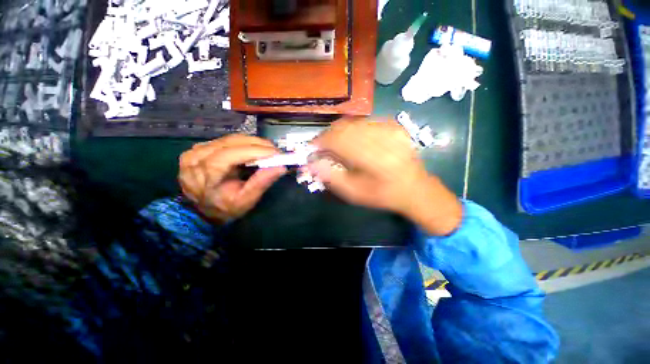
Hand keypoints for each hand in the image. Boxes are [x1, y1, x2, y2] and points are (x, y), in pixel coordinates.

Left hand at [179, 135, 286, 221]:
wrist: (203, 211)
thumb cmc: (225, 208)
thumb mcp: (245, 200)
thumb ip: (261, 183)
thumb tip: (281, 167)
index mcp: (205, 173)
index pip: (230, 154)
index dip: (255, 151)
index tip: (276, 153)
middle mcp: (196, 157)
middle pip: (230, 142)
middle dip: (257, 144)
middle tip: (276, 151)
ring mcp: (195, 151)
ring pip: (229, 139)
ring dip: (252, 142)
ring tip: (268, 150)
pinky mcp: (200, 148)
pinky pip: (226, 141)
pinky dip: (243, 143)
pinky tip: (254, 149)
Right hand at [308, 118, 462, 235]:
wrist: (414, 188)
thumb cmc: (382, 195)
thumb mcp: (354, 193)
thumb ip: (332, 177)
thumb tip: (311, 163)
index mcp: (371, 157)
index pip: (337, 140)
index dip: (320, 142)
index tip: (312, 149)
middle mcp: (380, 137)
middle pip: (343, 127)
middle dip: (328, 136)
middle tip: (323, 148)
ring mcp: (389, 128)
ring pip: (353, 122)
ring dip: (340, 132)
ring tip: (337, 144)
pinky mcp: (393, 125)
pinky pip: (365, 122)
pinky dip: (354, 129)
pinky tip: (354, 141)